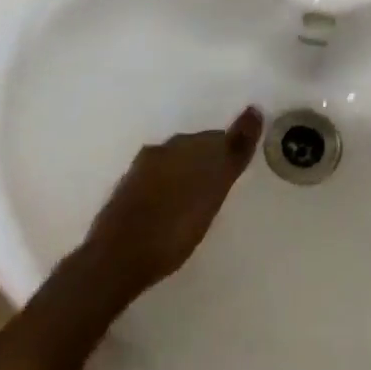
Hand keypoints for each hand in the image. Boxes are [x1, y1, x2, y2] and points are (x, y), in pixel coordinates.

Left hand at [80, 107, 263, 301]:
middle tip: (219, 187)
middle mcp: (161, 150)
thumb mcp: (213, 188)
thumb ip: (234, 150)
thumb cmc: (173, 226)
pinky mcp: (124, 195)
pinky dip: (167, 191)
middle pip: (193, 149)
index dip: (229, 152)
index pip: (216, 138)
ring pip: (172, 165)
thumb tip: (254, 110)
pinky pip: (155, 184)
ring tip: (196, 202)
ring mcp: (138, 173)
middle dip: (207, 162)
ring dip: (185, 176)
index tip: (237, 169)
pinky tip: (170, 212)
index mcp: (183, 145)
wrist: (116, 259)